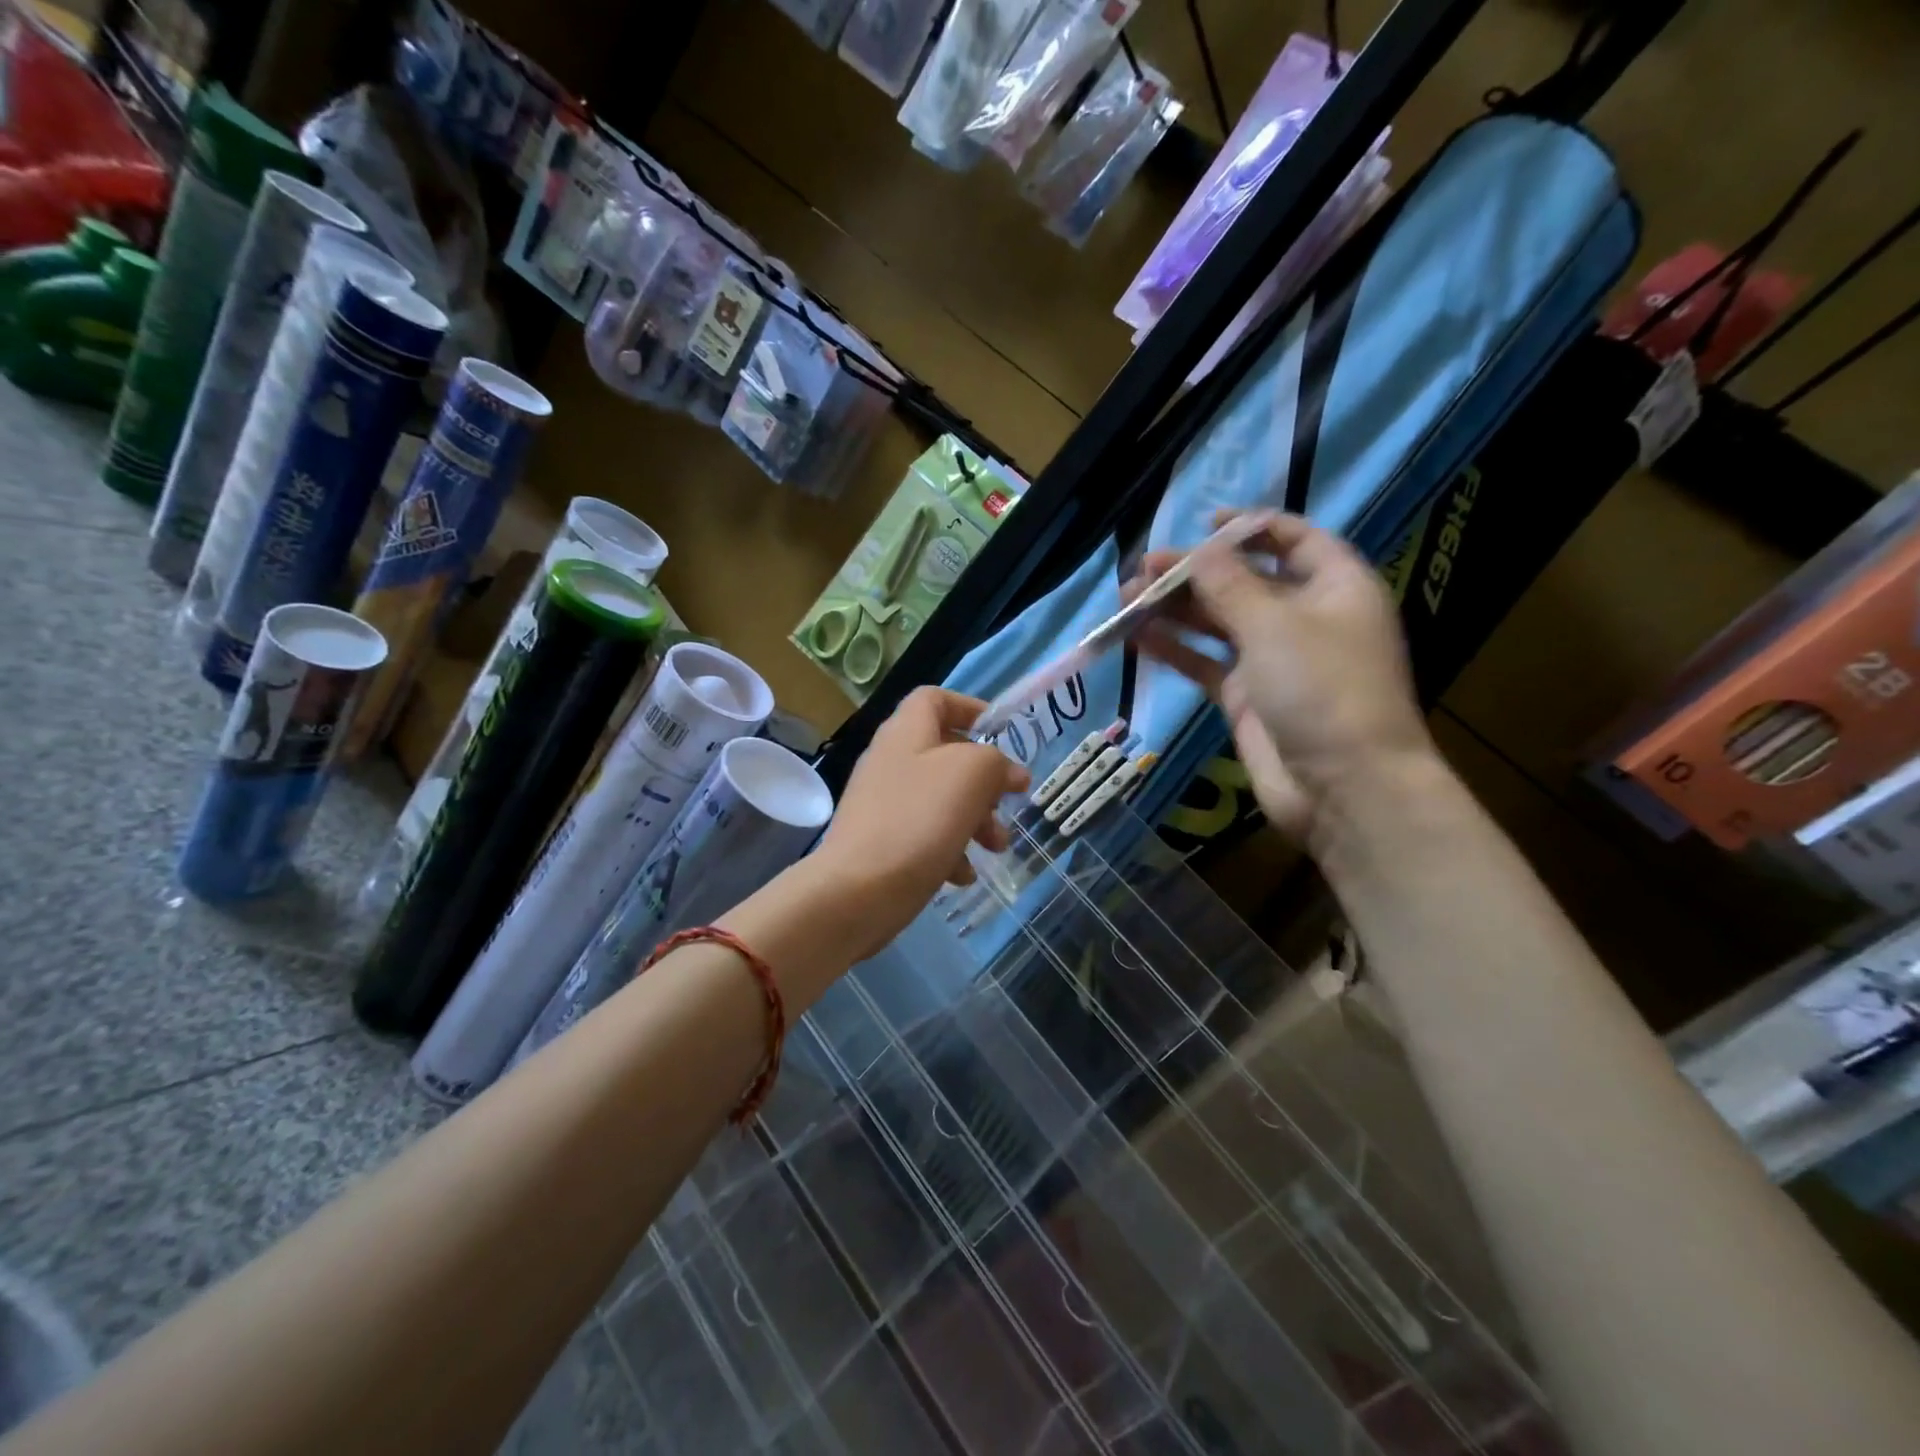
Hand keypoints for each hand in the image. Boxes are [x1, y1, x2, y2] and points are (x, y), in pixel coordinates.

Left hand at [812, 687, 1027, 957]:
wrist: (858, 891)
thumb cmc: (919, 820)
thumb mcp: (972, 775)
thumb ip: (997, 763)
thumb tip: (1010, 773)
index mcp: (906, 733)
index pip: (934, 699)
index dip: (969, 707)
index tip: (1000, 733)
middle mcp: (891, 762)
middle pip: (945, 755)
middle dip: (984, 781)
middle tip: (1007, 804)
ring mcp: (883, 804)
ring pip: (941, 800)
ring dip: (975, 821)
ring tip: (996, 848)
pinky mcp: (881, 844)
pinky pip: (924, 836)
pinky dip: (949, 851)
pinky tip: (962, 875)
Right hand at [1125, 511, 1433, 842]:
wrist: (1343, 788)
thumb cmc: (1323, 689)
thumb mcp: (1276, 624)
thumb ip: (1229, 585)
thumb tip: (1198, 552)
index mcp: (1334, 586)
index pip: (1293, 540)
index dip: (1250, 527)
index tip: (1203, 524)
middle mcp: (1304, 617)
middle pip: (1244, 581)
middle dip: (1194, 573)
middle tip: (1142, 569)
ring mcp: (1273, 660)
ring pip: (1217, 623)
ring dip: (1174, 610)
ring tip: (1125, 600)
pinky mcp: (1246, 698)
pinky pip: (1205, 663)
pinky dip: (1174, 649)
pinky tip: (1136, 636)